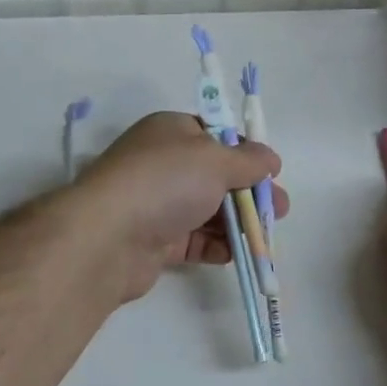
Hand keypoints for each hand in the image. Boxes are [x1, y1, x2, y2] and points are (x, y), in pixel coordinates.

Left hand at [77, 112, 286, 301]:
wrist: (108, 236)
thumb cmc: (166, 181)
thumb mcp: (216, 159)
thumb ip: (248, 160)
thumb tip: (270, 158)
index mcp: (171, 131)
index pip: (214, 135)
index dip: (244, 151)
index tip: (269, 170)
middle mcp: (162, 163)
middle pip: (215, 175)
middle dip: (249, 192)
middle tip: (278, 209)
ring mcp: (157, 203)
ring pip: (207, 210)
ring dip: (237, 222)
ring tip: (266, 236)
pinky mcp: (155, 240)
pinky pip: (194, 240)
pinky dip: (216, 246)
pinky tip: (236, 254)